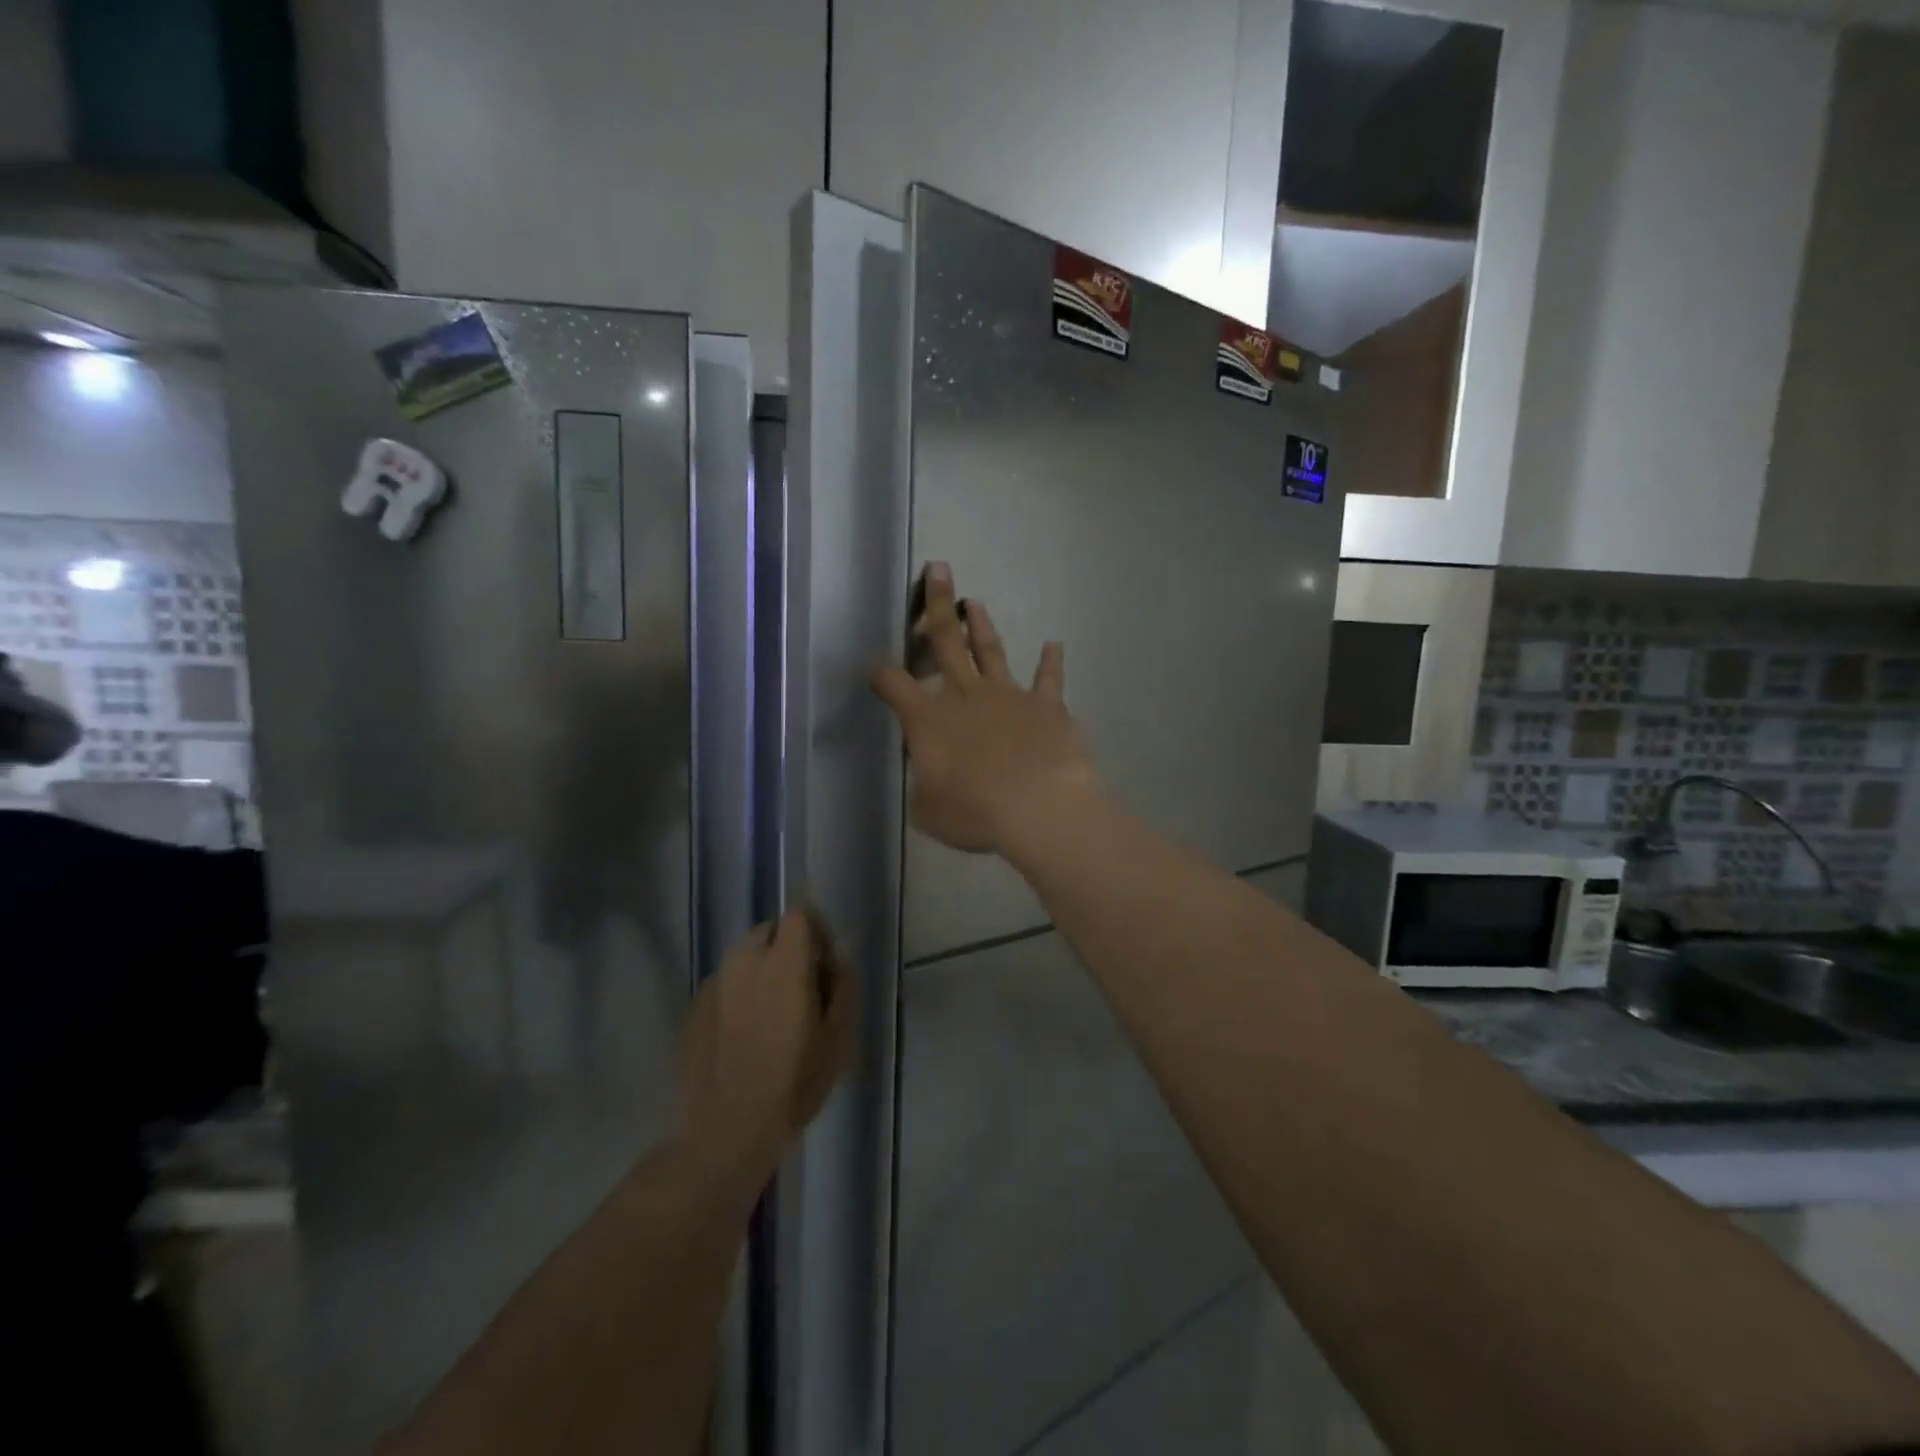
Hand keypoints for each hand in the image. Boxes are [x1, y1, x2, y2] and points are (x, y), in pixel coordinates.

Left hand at [676, 908, 854, 1195]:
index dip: (816, 931)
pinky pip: (725, 984)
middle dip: (788, 949)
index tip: (824, 964)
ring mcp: (714, 984)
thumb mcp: (838, 1039)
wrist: (724, 1133)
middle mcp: (744, 962)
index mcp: (783, 963)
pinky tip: (744, 1035)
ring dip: (763, 970)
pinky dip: (739, 994)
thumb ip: (843, 987)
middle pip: (770, 931)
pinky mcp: (694, 1007)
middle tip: (801, 989)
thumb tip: (838, 958)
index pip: (799, 915)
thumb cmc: (792, 1085)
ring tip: (772, 1014)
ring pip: (744, 957)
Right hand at [870, 562, 1099, 855]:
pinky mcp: (1046, 705)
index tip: (873, 666)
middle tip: (938, 570)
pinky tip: (1054, 644)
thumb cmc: (974, 812)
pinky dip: (1051, 661)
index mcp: (928, 719)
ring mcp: (1008, 695)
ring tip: (974, 602)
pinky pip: (1049, 678)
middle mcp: (965, 695)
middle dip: (937, 605)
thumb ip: (926, 783)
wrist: (1037, 807)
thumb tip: (931, 774)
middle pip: (947, 641)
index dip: (880, 674)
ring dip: (982, 625)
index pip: (894, 685)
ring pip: (990, 651)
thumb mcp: (929, 809)